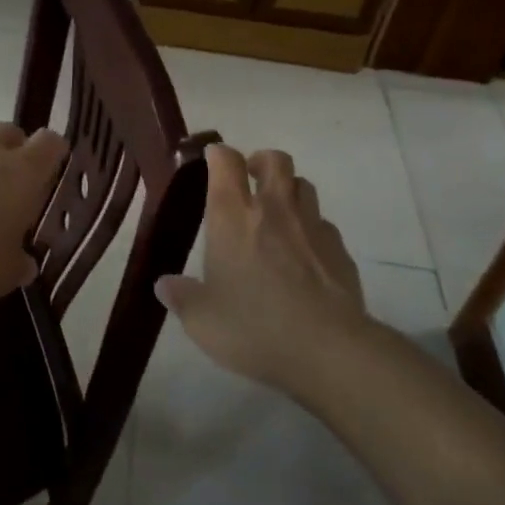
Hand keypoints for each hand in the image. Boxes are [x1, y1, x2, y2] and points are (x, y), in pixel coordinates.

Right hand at [155, 145, 366, 392]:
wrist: (328, 350)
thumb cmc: (254, 327)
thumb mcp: (202, 320)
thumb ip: (182, 298)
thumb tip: (164, 285)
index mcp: (233, 217)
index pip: (226, 162)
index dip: (219, 154)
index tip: (212, 159)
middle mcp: (274, 210)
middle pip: (275, 161)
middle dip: (261, 161)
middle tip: (250, 178)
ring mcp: (312, 227)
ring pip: (304, 186)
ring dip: (290, 191)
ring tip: (278, 214)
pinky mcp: (340, 251)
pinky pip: (325, 226)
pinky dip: (312, 230)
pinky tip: (305, 256)